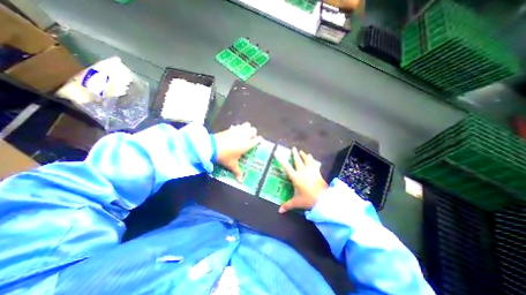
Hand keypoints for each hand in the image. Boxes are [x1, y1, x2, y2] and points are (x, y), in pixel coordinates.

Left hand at [214, 122, 263, 181]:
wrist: (212, 147)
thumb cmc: (225, 156)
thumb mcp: (232, 165)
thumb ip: (238, 172)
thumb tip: (241, 181)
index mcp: (247, 144)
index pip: (258, 139)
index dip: (259, 140)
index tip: (258, 141)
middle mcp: (244, 136)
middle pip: (253, 130)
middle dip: (253, 133)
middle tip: (251, 138)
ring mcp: (237, 131)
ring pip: (247, 125)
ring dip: (247, 128)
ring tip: (244, 133)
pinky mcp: (230, 129)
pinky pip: (237, 126)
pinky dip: (238, 127)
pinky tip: (235, 131)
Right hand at [277, 147, 326, 212]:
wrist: (324, 199)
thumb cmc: (308, 199)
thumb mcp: (297, 202)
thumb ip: (287, 205)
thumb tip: (279, 211)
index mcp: (296, 177)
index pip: (286, 167)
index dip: (281, 159)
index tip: (276, 153)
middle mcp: (303, 172)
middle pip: (298, 160)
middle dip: (295, 153)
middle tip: (293, 148)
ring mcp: (311, 171)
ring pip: (308, 160)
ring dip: (305, 155)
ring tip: (302, 152)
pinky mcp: (318, 173)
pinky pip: (315, 164)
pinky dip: (314, 161)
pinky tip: (314, 160)